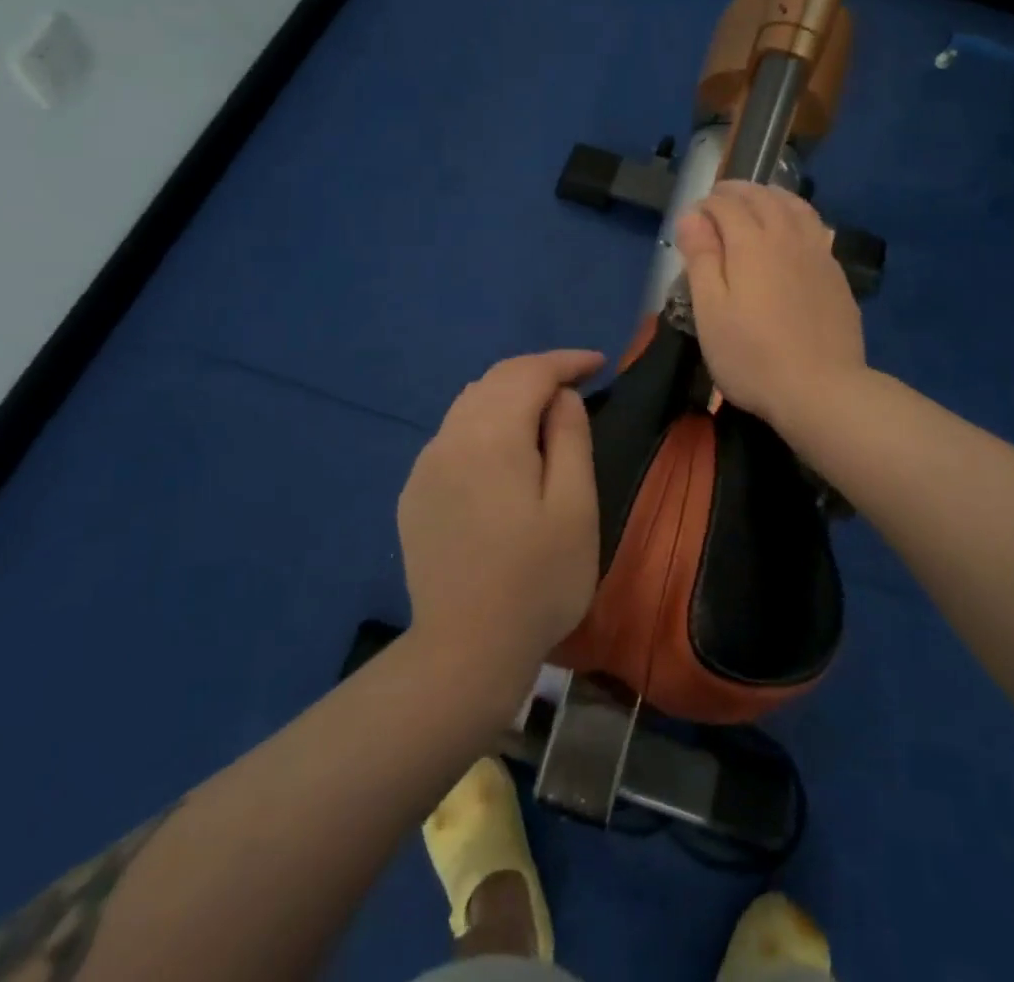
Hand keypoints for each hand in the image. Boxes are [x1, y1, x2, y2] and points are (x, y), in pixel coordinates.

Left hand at [398, 350, 605, 691]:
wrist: (464, 652)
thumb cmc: (538, 581)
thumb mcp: (575, 507)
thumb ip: (570, 438)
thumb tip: (561, 396)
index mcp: (491, 436)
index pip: (529, 372)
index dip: (566, 361)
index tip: (599, 364)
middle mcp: (450, 438)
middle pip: (495, 380)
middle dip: (537, 373)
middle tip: (576, 384)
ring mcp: (425, 466)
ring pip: (469, 404)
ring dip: (508, 395)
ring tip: (543, 412)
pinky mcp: (414, 494)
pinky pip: (452, 436)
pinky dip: (483, 424)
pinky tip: (501, 452)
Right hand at [675, 181, 866, 433]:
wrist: (821, 390)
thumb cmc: (752, 356)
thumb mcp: (710, 312)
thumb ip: (701, 259)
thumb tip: (692, 216)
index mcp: (751, 243)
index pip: (726, 205)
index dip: (706, 205)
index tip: (692, 218)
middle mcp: (787, 237)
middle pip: (763, 197)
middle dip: (737, 192)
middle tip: (719, 199)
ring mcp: (818, 253)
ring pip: (795, 206)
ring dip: (771, 196)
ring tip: (757, 202)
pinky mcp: (836, 274)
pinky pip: (815, 227)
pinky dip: (796, 216)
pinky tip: (792, 232)